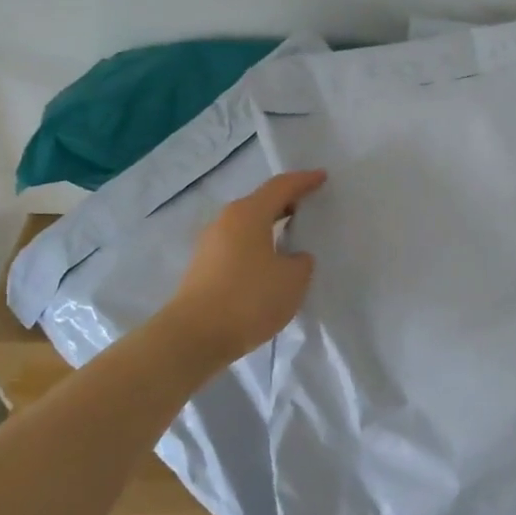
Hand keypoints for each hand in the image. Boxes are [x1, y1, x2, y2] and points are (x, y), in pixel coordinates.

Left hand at [167, 169, 325, 364]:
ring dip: (270, 227)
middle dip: (286, 202)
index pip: (281, 186)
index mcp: (249, 214)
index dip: (304, 181)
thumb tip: (292, 257)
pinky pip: (238, 246)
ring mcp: (210, 244)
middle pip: (261, 203)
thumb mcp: (293, 280)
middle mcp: (226, 221)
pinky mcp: (203, 268)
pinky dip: (257, 247)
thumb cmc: (248, 299)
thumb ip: (301, 262)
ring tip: (293, 237)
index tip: (322, 177)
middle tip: (310, 206)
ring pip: (248, 225)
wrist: (193, 337)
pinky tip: (270, 265)